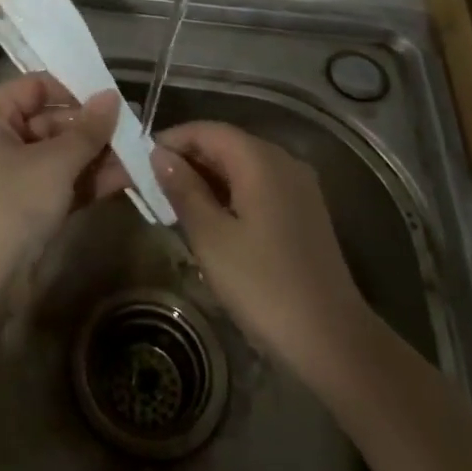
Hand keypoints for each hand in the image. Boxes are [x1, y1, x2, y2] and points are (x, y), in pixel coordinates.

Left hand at [0, 74, 123, 289]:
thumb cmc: (10, 205)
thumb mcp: (54, 163)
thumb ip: (87, 129)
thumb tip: (113, 96)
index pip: (35, 86)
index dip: (73, 88)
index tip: (112, 97)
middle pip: (50, 120)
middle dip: (92, 128)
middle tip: (135, 130)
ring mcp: (12, 175)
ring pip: (60, 154)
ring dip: (97, 155)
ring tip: (141, 154)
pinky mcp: (27, 205)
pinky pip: (61, 181)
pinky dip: (88, 180)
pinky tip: (128, 178)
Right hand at [148, 122, 368, 382]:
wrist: (332, 340)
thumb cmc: (263, 286)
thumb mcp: (211, 238)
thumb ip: (183, 189)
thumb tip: (160, 155)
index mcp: (260, 160)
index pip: (207, 130)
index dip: (171, 140)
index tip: (139, 163)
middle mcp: (283, 161)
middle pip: (226, 144)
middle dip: (187, 159)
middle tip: (150, 186)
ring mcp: (299, 186)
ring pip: (242, 166)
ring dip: (207, 178)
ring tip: (173, 204)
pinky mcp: (305, 211)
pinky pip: (259, 186)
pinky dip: (230, 193)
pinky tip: (210, 219)